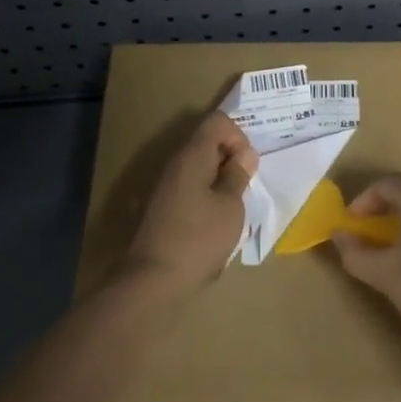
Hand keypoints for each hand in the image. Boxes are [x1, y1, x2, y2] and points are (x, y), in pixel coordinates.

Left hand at [121, 112, 257, 295]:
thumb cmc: (199, 239)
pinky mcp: (161, 207)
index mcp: (191, 156)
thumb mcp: (230, 207)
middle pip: (206, 142)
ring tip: (233, 207)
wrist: (153, 280)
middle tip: (245, 187)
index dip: (239, 136)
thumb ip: (238, 176)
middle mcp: (174, 164)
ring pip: (198, 166)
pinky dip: (206, 195)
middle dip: (230, 158)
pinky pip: (189, 186)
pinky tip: (214, 222)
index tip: (247, 166)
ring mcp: (164, 186)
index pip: (217, 122)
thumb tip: (244, 155)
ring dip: (219, 179)